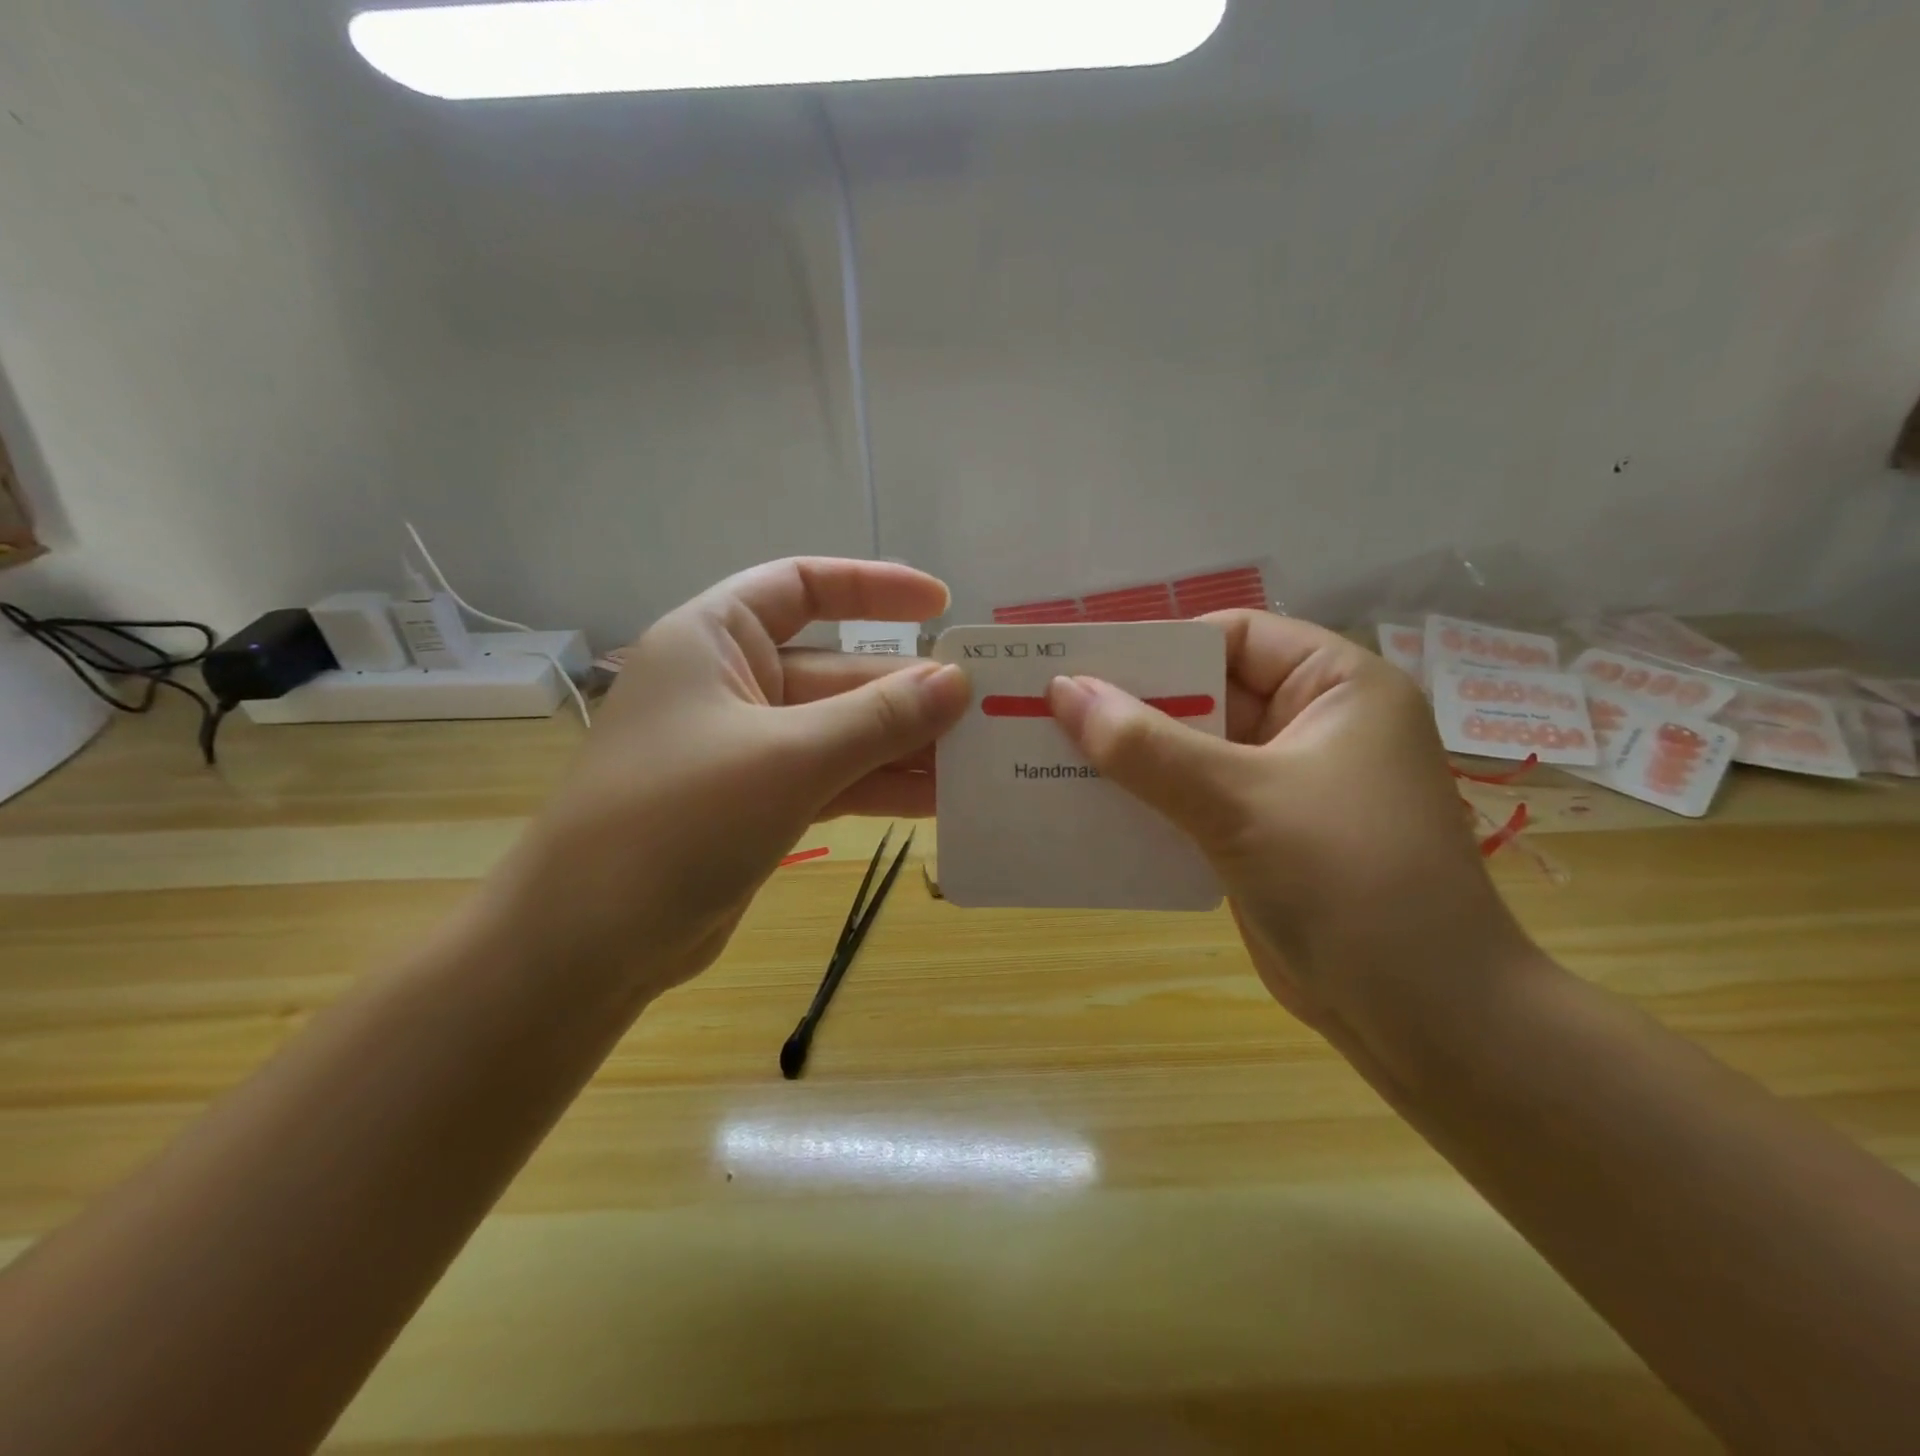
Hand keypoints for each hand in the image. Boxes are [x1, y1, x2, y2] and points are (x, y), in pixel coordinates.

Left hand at [490, 559, 969, 1002]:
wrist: (586, 943)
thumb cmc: (675, 821)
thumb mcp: (788, 759)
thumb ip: (878, 718)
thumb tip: (959, 681)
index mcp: (715, 639)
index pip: (802, 585)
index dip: (875, 587)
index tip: (942, 605)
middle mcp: (732, 684)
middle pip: (837, 671)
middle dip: (909, 690)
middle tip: (988, 709)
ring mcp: (747, 749)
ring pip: (843, 732)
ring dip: (905, 746)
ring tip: (979, 760)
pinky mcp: (760, 804)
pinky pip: (834, 779)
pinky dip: (880, 786)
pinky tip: (939, 800)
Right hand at [1047, 612, 1531, 1064]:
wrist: (1422, 1017)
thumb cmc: (1346, 880)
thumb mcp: (1238, 800)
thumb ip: (1146, 746)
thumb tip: (1063, 691)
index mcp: (1336, 687)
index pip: (1234, 637)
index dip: (1161, 647)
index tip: (1086, 668)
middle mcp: (1313, 725)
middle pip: (1207, 694)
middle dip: (1133, 708)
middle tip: (1050, 714)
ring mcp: (1287, 784)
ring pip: (1193, 752)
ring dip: (1132, 759)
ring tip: (1053, 758)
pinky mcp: (1263, 836)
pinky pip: (1193, 801)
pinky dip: (1149, 802)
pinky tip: (1091, 810)